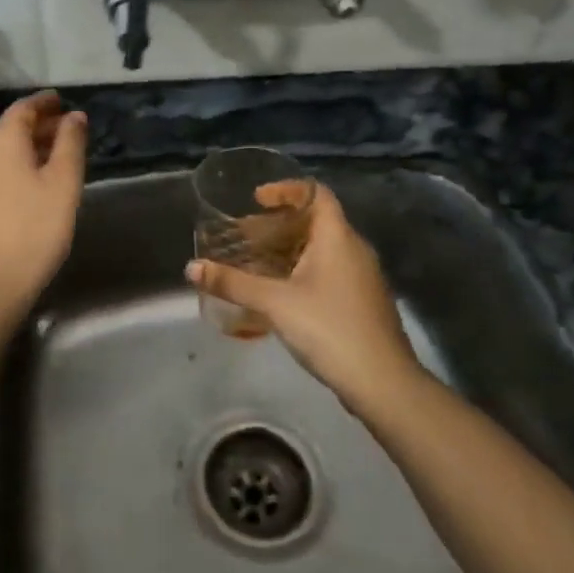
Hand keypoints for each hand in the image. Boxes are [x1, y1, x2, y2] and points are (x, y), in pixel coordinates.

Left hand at [0, 91, 86, 313]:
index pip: (23, 108)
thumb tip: (75, 116)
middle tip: (67, 132)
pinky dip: (13, 168)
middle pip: (9, 129)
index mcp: (0, 141)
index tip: (63, 102)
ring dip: (26, 149)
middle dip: (39, 126)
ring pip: (0, 152)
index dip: (45, 103)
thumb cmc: (33, 229)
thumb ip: (70, 144)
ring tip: (54, 159)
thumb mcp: (63, 184)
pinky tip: (30, 185)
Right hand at [187, 183, 421, 413]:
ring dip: (288, 250)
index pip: (316, 193)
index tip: (256, 199)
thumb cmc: (329, 328)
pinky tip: (279, 293)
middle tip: (245, 236)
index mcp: (337, 237)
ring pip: (321, 249)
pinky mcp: (361, 301)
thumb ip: (232, 283)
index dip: (286, 189)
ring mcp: (361, 277)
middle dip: (278, 225)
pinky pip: (328, 271)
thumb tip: (191, 268)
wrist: (382, 382)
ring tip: (255, 263)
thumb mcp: (274, 303)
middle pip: (315, 221)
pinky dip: (301, 270)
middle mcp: (354, 249)